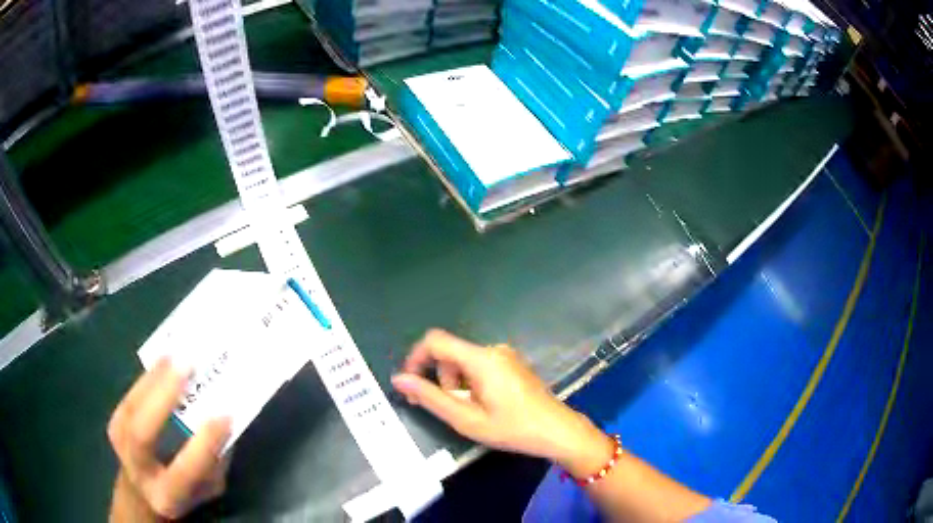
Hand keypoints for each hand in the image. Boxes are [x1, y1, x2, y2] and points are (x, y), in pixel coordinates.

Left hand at [108, 358, 231, 519]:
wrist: (144, 490)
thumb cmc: (186, 491)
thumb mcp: (208, 488)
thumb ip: (215, 461)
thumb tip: (224, 418)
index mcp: (167, 497)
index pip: (185, 471)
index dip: (204, 444)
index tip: (225, 416)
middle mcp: (138, 472)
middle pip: (143, 434)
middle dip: (163, 397)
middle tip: (187, 365)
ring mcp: (120, 445)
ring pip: (132, 408)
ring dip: (154, 378)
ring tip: (174, 354)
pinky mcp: (115, 424)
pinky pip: (129, 397)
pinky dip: (146, 377)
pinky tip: (161, 360)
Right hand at [392, 330, 608, 465]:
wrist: (557, 431)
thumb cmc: (512, 428)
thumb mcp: (466, 419)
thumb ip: (430, 398)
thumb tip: (400, 380)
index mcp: (481, 358)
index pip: (435, 341)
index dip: (415, 358)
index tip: (409, 384)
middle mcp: (493, 350)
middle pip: (450, 354)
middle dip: (439, 378)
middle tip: (442, 408)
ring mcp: (505, 356)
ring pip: (464, 362)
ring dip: (455, 384)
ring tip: (467, 411)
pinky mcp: (512, 364)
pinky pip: (480, 366)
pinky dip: (470, 382)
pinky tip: (482, 405)